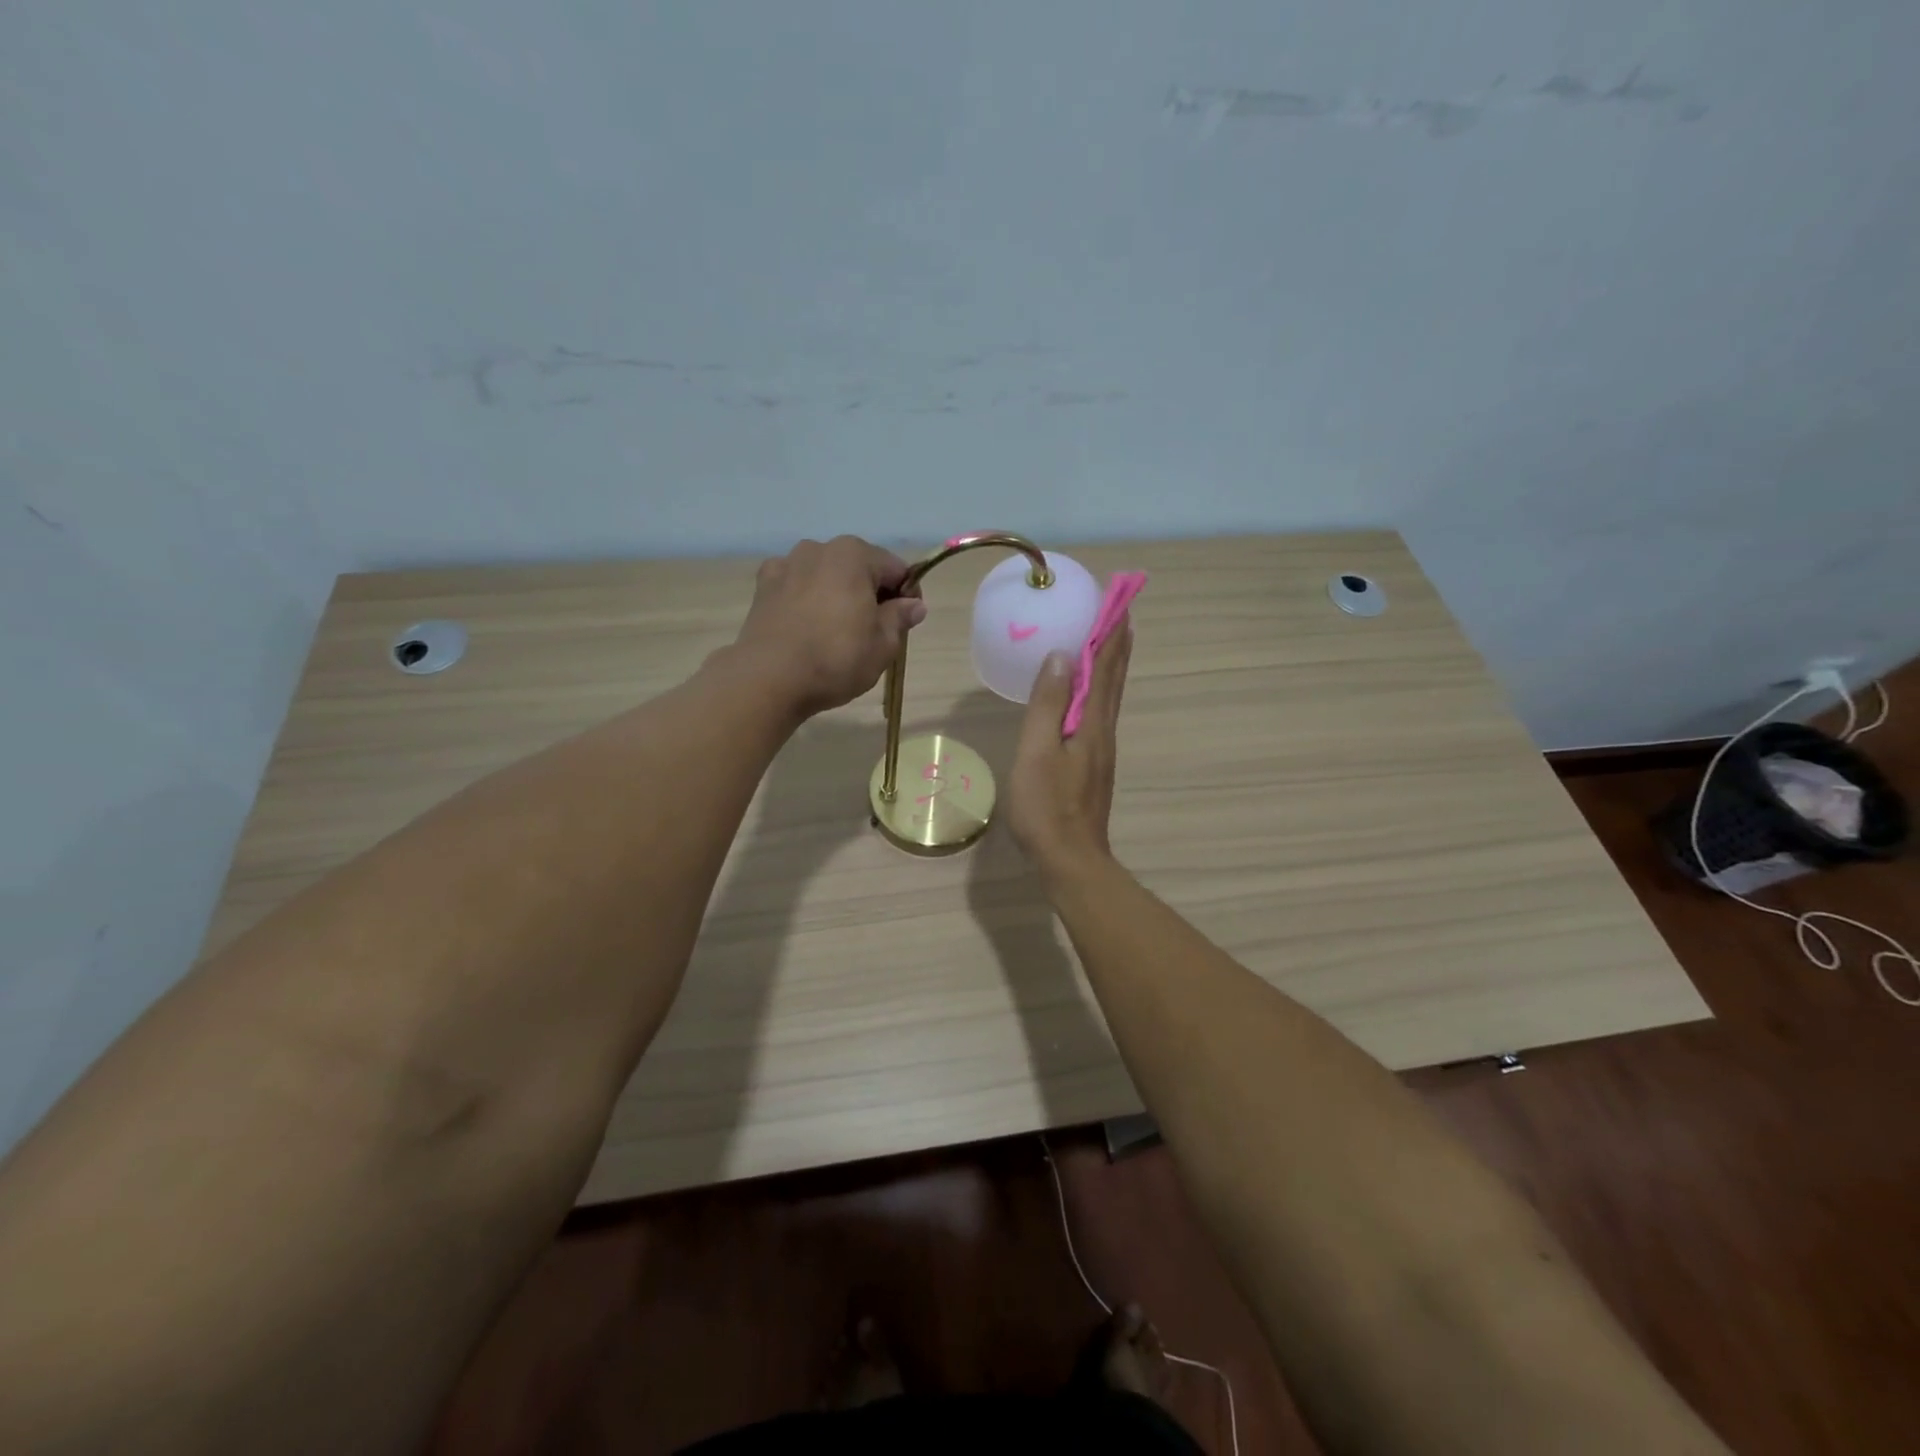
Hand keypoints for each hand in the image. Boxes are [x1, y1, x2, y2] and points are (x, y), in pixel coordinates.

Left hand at [731, 536, 926, 717]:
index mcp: (854, 554)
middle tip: (873, 632)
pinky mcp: (762, 586)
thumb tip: (914, 605)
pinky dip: (806, 599)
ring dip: (837, 594)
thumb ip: (900, 618)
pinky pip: (796, 586)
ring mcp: (786, 564)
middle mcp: (818, 548)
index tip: (906, 623)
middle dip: (870, 593)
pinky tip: (806, 626)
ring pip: (826, 575)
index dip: (906, 596)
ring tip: (836, 631)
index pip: (896, 569)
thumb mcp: (883, 645)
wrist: (769, 678)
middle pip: (859, 568)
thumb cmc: (836, 659)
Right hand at [1007, 620, 1131, 880]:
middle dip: (1117, 644)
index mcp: (1091, 722)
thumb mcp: (1037, 751)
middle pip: (1114, 679)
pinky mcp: (1093, 765)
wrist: (1070, 859)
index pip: (1105, 668)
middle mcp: (1103, 730)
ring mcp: (1101, 749)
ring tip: (1109, 642)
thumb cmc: (1047, 806)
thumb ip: (1046, 704)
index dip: (1110, 634)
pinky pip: (1099, 713)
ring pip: (1110, 697)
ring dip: (1112, 665)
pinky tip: (1088, 694)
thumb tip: (1058, 656)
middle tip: (1120, 612)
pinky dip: (1100, 690)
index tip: (1118, 602)